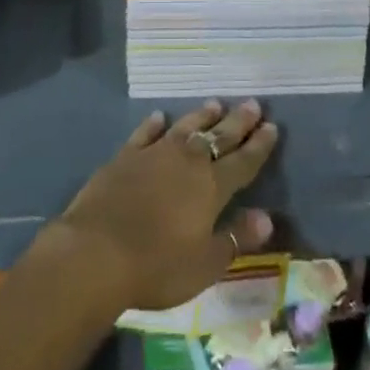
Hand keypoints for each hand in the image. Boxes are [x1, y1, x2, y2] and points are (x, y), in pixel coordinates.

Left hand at [43, 100, 278, 314]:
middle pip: (218, 137)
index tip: (272, 127)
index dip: (258, 146)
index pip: (242, 162)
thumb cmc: (156, 266)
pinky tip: (161, 116)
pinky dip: (155, 124)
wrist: (97, 251)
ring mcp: (155, 153)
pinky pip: (146, 133)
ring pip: (185, 127)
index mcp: (210, 187)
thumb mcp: (204, 264)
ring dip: (202, 116)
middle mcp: (187, 161)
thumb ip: (235, 238)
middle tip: (253, 103)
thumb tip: (267, 217)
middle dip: (238, 121)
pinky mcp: (126, 155)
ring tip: (215, 103)